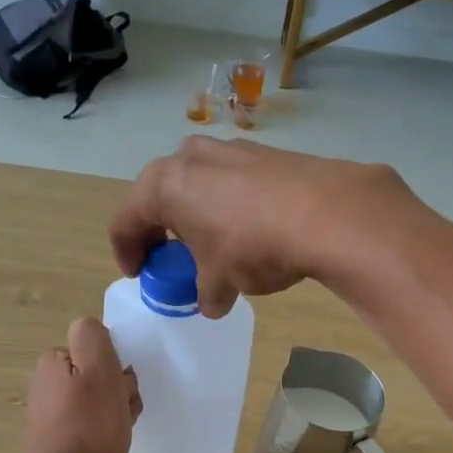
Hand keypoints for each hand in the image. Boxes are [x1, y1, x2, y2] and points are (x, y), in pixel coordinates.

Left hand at [18, 318, 140, 452]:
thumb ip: (93, 337)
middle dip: (118, 390)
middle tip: (123, 411)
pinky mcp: (58, 437)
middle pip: (99, 373)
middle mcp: (48, 381)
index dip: (117, 366)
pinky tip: (108, 445)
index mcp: (55, 360)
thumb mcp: (98, 369)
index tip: (122, 388)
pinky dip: (104, 431)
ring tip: (118, 431)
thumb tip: (91, 329)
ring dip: (116, 411)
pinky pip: (90, 423)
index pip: (98, 348)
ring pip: (99, 399)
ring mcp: (51, 411)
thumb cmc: (88, 427)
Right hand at [109, 136, 415, 316]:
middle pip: (159, 196)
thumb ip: (206, 293)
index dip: (126, 253)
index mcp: (163, 185)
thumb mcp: (220, 281)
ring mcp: (229, 149)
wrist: (326, 213)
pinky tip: (248, 231)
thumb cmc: (252, 247)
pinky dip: (228, 206)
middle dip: (161, 231)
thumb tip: (212, 303)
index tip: (139, 275)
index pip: (125, 221)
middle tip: (170, 260)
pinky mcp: (264, 152)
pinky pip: (231, 182)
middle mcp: (189, 157)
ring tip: (212, 246)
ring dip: (196, 215)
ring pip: (197, 185)